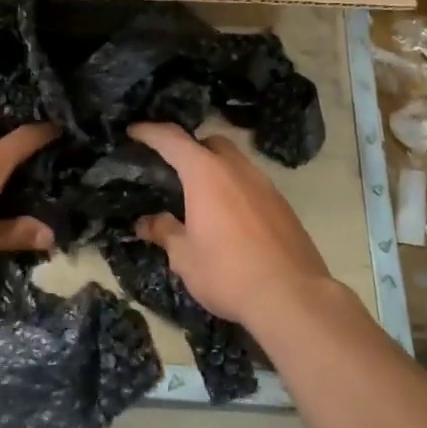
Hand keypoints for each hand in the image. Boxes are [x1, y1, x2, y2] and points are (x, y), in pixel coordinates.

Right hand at [128, 122, 332, 330]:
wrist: (292, 296)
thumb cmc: (228, 272)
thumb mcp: (185, 257)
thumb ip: (165, 232)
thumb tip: (147, 222)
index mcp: (206, 173)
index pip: (172, 140)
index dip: (150, 132)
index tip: (134, 131)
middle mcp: (237, 169)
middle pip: (210, 143)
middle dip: (190, 148)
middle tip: (173, 169)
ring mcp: (265, 184)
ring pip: (235, 162)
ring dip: (216, 170)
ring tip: (201, 197)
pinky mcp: (283, 205)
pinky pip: (252, 184)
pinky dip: (236, 190)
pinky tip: (230, 218)